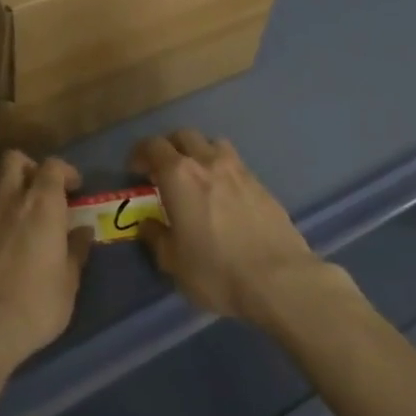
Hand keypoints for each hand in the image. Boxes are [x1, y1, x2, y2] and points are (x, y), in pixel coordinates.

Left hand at [0, 151, 92, 372]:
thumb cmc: (36, 305)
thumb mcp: (69, 283)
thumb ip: (76, 251)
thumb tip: (83, 231)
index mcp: (44, 204)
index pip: (54, 166)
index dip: (65, 171)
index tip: (73, 188)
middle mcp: (11, 196)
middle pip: (15, 158)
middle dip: (28, 167)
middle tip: (37, 189)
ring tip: (7, 196)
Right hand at [129, 130, 355, 325]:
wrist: (280, 280)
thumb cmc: (216, 270)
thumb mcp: (173, 262)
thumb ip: (156, 237)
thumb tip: (148, 223)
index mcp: (178, 174)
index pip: (152, 146)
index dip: (140, 154)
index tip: (135, 171)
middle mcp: (207, 161)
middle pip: (183, 135)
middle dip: (169, 148)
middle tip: (163, 171)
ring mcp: (238, 170)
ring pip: (213, 144)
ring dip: (200, 153)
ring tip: (197, 177)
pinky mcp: (262, 184)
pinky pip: (235, 165)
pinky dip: (223, 171)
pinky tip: (225, 196)